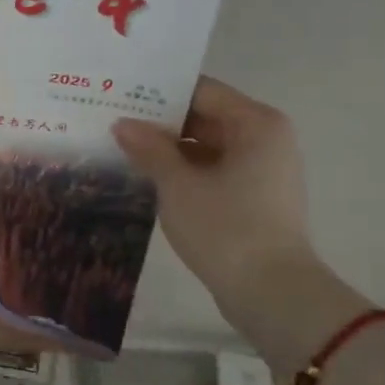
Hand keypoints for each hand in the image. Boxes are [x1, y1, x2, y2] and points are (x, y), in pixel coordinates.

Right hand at [112, 77, 319, 312]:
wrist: (271, 293)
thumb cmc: (226, 228)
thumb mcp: (178, 185)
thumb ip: (149, 148)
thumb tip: (123, 125)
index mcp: (256, 123)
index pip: (201, 91)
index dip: (160, 92)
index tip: (121, 95)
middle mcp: (266, 138)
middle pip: (206, 117)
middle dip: (161, 122)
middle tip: (114, 121)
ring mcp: (263, 170)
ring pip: (208, 146)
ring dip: (170, 149)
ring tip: (123, 148)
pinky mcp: (255, 198)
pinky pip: (214, 170)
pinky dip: (185, 171)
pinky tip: (149, 177)